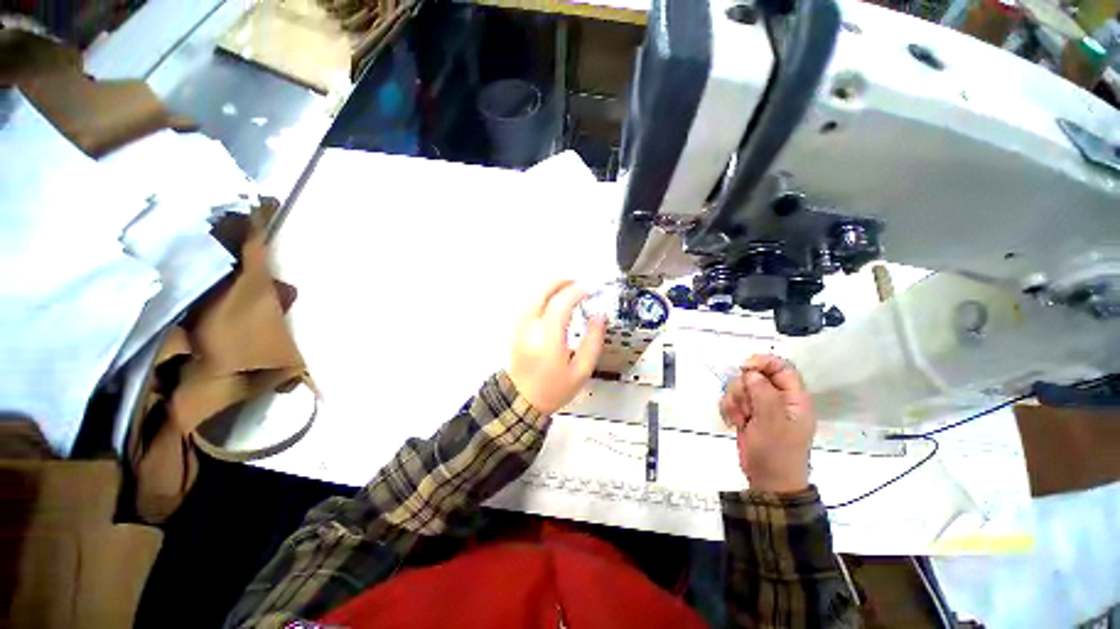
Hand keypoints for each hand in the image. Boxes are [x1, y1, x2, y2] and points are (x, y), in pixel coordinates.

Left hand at [508, 280, 606, 414]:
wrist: (523, 400)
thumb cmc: (554, 388)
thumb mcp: (581, 370)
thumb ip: (593, 341)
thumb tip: (599, 316)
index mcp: (548, 339)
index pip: (560, 304)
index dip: (576, 292)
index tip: (589, 289)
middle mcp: (531, 328)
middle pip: (542, 292)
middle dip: (560, 282)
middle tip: (577, 282)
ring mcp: (520, 327)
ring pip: (533, 295)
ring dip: (550, 287)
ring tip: (568, 288)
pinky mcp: (516, 329)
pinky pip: (528, 303)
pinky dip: (541, 295)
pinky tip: (552, 299)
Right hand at [719, 355, 815, 493]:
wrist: (767, 482)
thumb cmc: (776, 452)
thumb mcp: (772, 422)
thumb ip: (763, 393)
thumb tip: (751, 373)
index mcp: (793, 399)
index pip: (782, 367)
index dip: (763, 362)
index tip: (744, 367)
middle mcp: (777, 399)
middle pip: (754, 376)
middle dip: (743, 389)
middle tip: (746, 407)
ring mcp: (760, 408)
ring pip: (740, 388)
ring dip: (735, 401)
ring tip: (741, 419)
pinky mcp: (746, 415)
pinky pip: (731, 401)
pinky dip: (729, 409)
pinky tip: (734, 423)